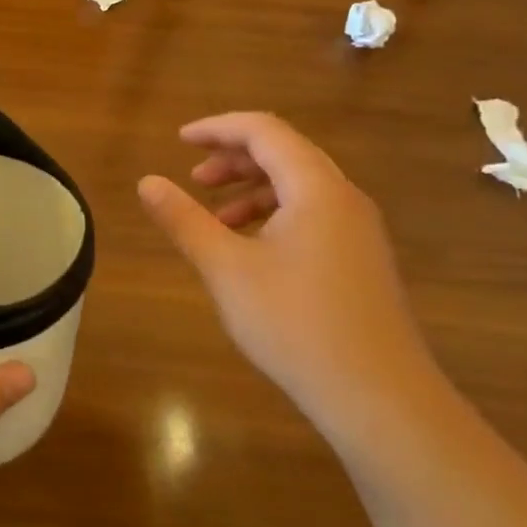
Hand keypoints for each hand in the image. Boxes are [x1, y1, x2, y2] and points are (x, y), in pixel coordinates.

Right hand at [138, 113, 442, 438]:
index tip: (180, 140)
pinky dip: (275, 217)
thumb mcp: (227, 269)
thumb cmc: (296, 324)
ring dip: (253, 191)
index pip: (264, 131)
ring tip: (215, 220)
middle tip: (195, 179)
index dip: (218, 128)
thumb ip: (184, 220)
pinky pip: (313, 216)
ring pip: (299, 188)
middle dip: (235, 160)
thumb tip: (147, 182)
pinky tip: (251, 252)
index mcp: (316, 187)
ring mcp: (359, 230)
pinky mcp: (362, 261)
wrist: (380, 398)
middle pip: (285, 154)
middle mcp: (344, 197)